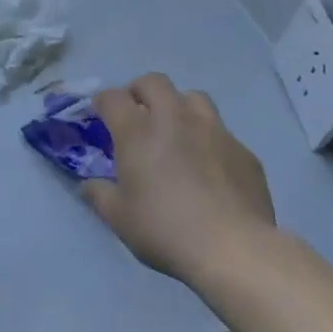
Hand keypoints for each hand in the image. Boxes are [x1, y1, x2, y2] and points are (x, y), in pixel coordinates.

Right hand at [82, 73, 276, 282]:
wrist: (233, 249)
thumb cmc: (165, 229)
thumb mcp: (119, 218)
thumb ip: (99, 195)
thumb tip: (89, 185)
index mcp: (138, 131)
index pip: (113, 98)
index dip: (103, 102)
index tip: (100, 113)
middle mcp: (175, 119)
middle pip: (154, 82)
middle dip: (140, 91)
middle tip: (136, 114)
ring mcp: (214, 131)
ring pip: (193, 98)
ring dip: (178, 107)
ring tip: (176, 132)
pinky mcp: (243, 151)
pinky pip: (222, 133)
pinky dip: (208, 141)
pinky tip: (210, 168)